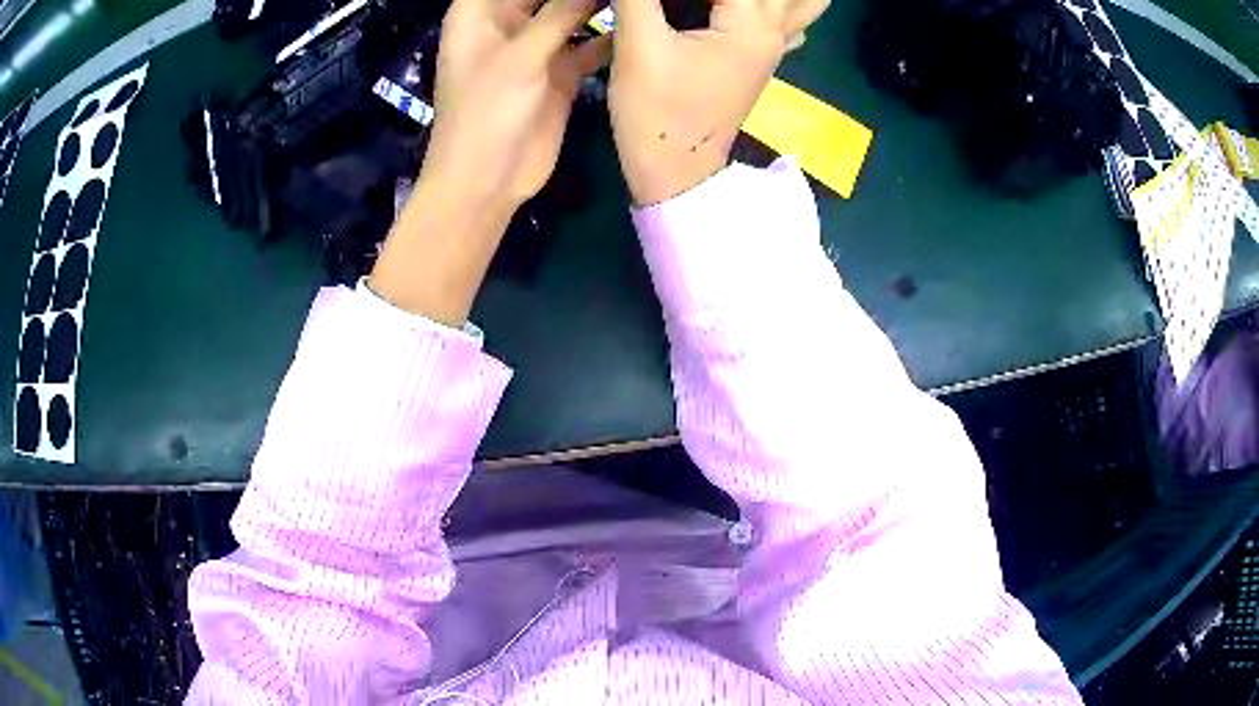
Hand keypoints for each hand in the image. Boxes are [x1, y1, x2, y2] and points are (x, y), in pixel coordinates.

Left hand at [423, 0, 611, 208]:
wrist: (488, 182)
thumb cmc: (487, 113)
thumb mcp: (522, 54)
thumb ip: (562, 10)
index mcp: (479, 13)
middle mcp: (507, 24)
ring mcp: (534, 48)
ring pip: (572, 13)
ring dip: (599, 4)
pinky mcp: (558, 72)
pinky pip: (588, 44)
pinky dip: (610, 36)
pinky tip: (638, 23)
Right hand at [608, 0, 828, 204]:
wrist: (676, 175)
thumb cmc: (657, 114)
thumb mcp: (639, 48)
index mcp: (750, 24)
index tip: (667, 0)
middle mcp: (774, 30)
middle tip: (696, 1)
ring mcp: (774, 47)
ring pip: (803, 3)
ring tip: (727, 2)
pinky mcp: (760, 59)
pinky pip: (791, 20)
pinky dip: (782, 5)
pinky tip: (761, 7)